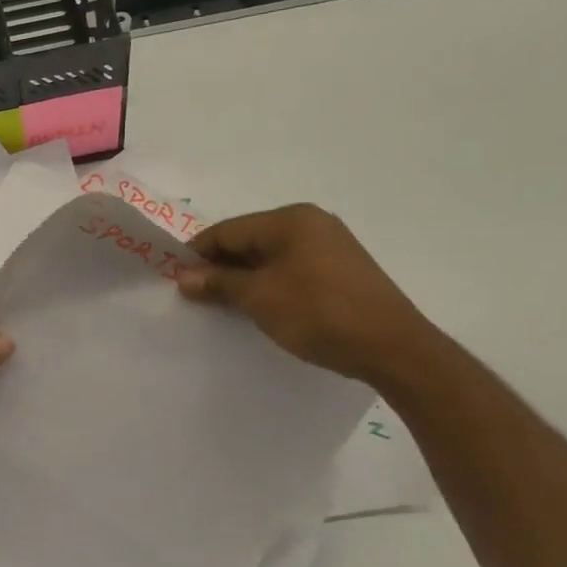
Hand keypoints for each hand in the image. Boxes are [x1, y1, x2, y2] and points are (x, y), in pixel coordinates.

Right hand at [175, 204, 440, 384]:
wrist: (392, 347)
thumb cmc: (318, 313)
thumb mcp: (260, 298)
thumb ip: (220, 283)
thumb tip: (184, 277)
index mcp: (291, 219)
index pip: (230, 230)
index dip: (198, 252)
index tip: (174, 276)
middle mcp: (312, 223)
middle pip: (250, 240)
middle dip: (221, 266)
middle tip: (194, 294)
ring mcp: (331, 246)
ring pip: (271, 257)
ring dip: (244, 278)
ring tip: (222, 304)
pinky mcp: (342, 271)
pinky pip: (292, 270)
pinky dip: (269, 284)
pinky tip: (259, 307)